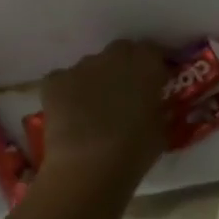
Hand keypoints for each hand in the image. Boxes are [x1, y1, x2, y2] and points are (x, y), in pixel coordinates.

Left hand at [37, 40, 167, 188]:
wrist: (88, 168)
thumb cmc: (135, 150)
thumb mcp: (163, 129)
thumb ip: (160, 108)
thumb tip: (156, 105)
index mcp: (146, 64)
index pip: (154, 51)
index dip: (154, 66)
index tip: (157, 82)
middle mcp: (114, 57)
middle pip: (122, 51)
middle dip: (126, 65)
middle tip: (127, 91)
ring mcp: (82, 67)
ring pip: (93, 65)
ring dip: (98, 78)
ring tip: (96, 106)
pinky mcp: (55, 81)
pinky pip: (64, 79)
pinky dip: (69, 90)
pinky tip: (72, 112)